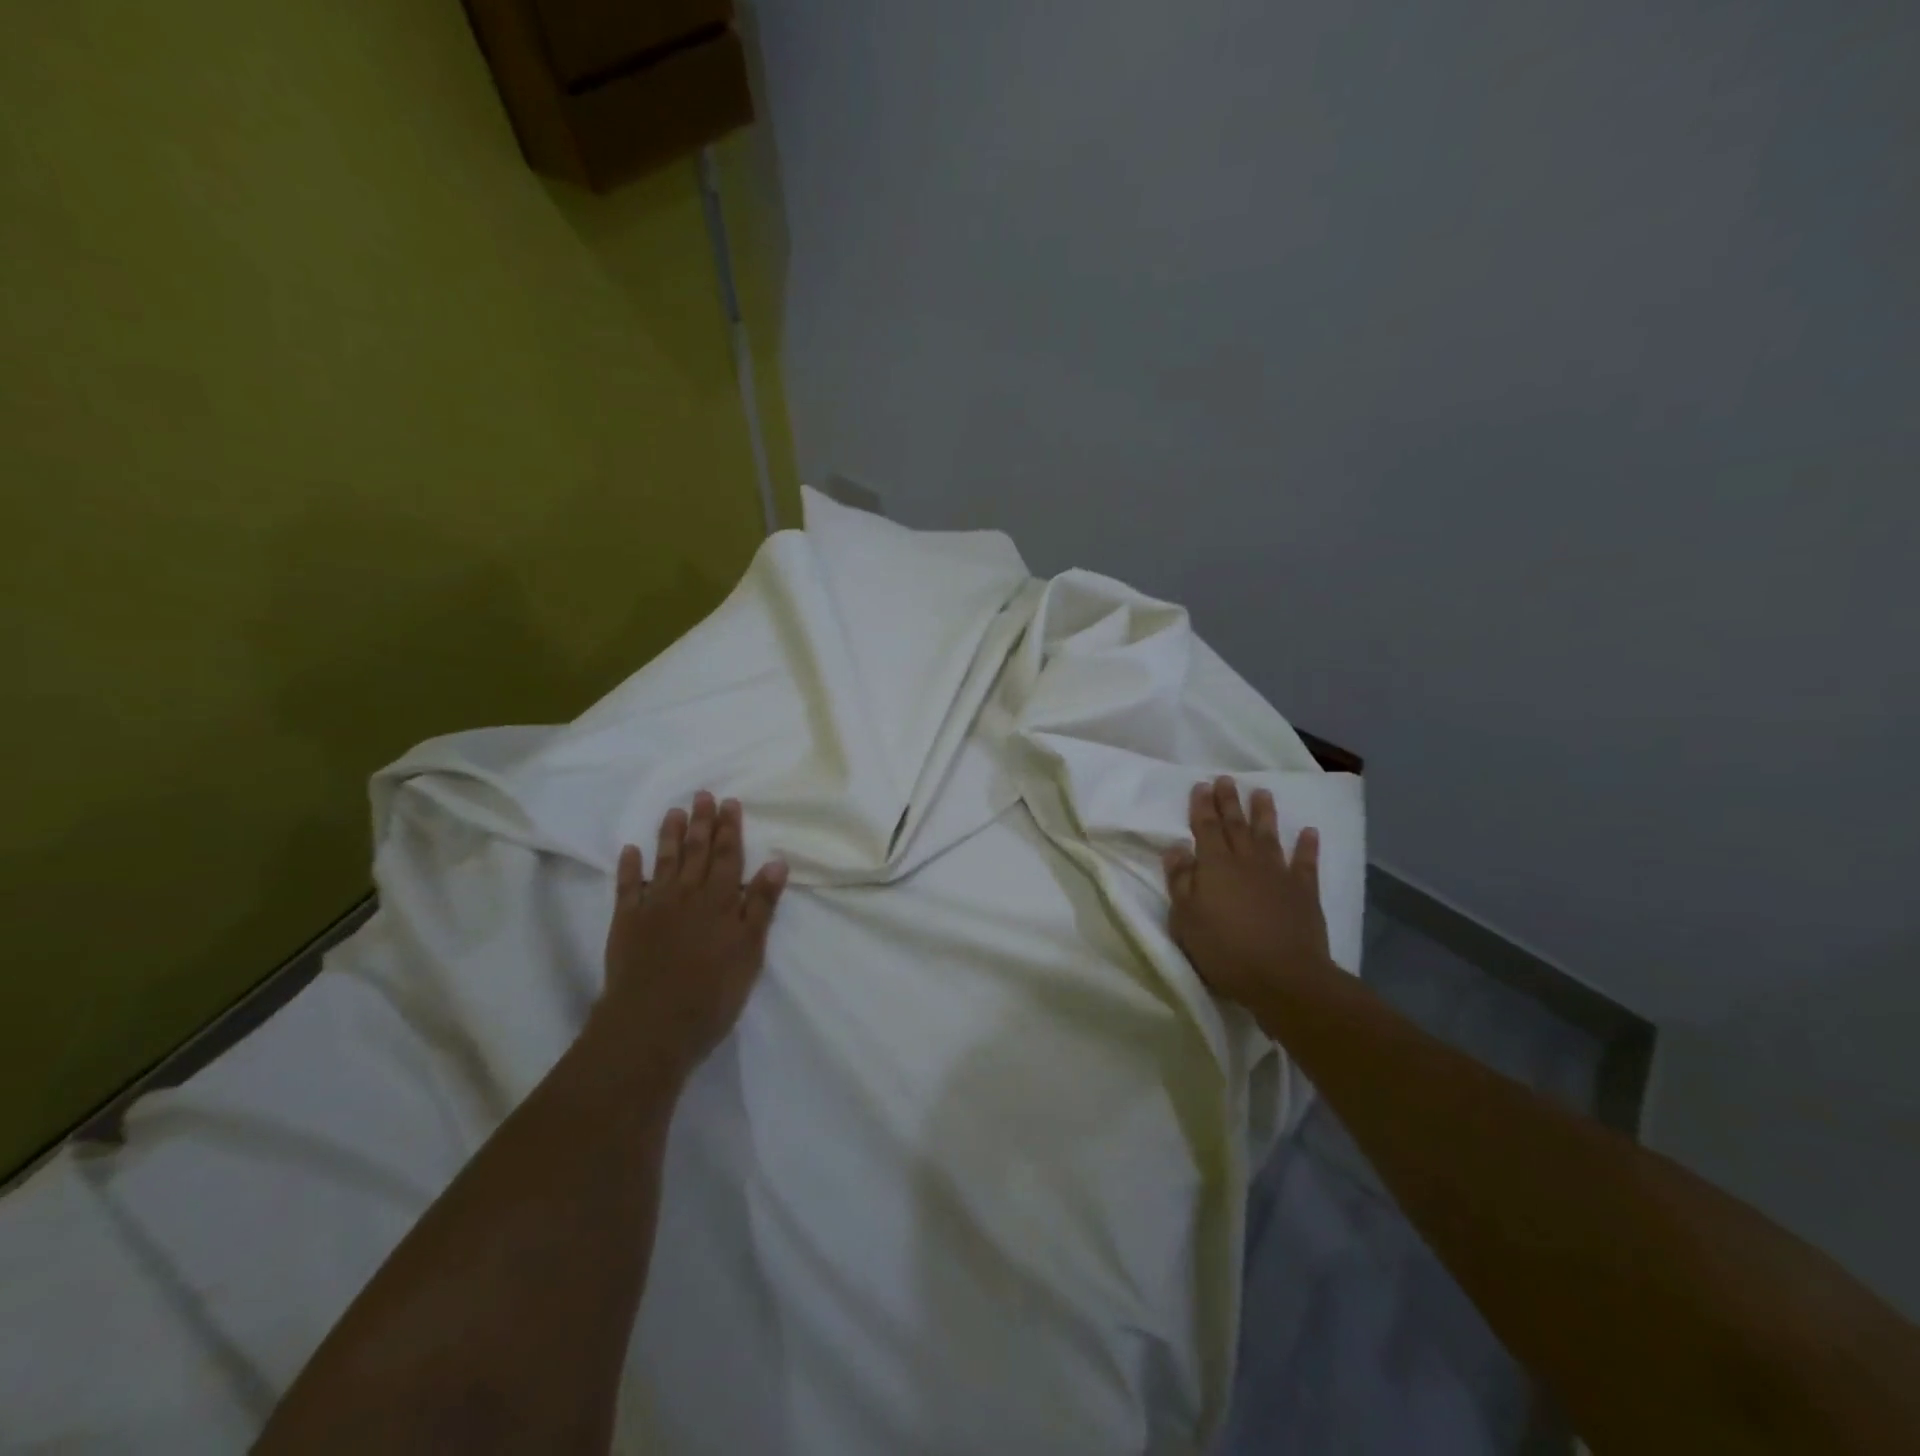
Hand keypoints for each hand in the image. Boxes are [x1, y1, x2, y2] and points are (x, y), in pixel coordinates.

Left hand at [599, 791, 788, 1082]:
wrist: (651, 1024)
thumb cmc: (712, 992)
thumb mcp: (749, 950)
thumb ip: (761, 905)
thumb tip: (776, 861)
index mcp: (720, 901)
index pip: (728, 856)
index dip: (730, 829)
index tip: (729, 802)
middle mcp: (687, 895)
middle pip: (697, 852)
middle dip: (702, 823)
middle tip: (703, 795)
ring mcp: (653, 906)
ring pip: (665, 862)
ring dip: (670, 835)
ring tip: (674, 811)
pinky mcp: (626, 923)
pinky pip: (627, 887)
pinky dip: (629, 868)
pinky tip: (631, 850)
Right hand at [1163, 776, 1331, 1009]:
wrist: (1284, 977)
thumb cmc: (1225, 950)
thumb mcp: (1186, 919)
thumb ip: (1180, 881)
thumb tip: (1176, 848)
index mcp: (1215, 866)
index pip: (1206, 828)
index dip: (1203, 806)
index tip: (1202, 785)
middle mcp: (1246, 861)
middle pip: (1235, 825)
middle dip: (1229, 801)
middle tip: (1226, 779)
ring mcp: (1278, 874)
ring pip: (1269, 836)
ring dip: (1264, 814)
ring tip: (1262, 793)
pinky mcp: (1304, 892)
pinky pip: (1306, 863)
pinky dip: (1307, 846)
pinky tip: (1310, 832)